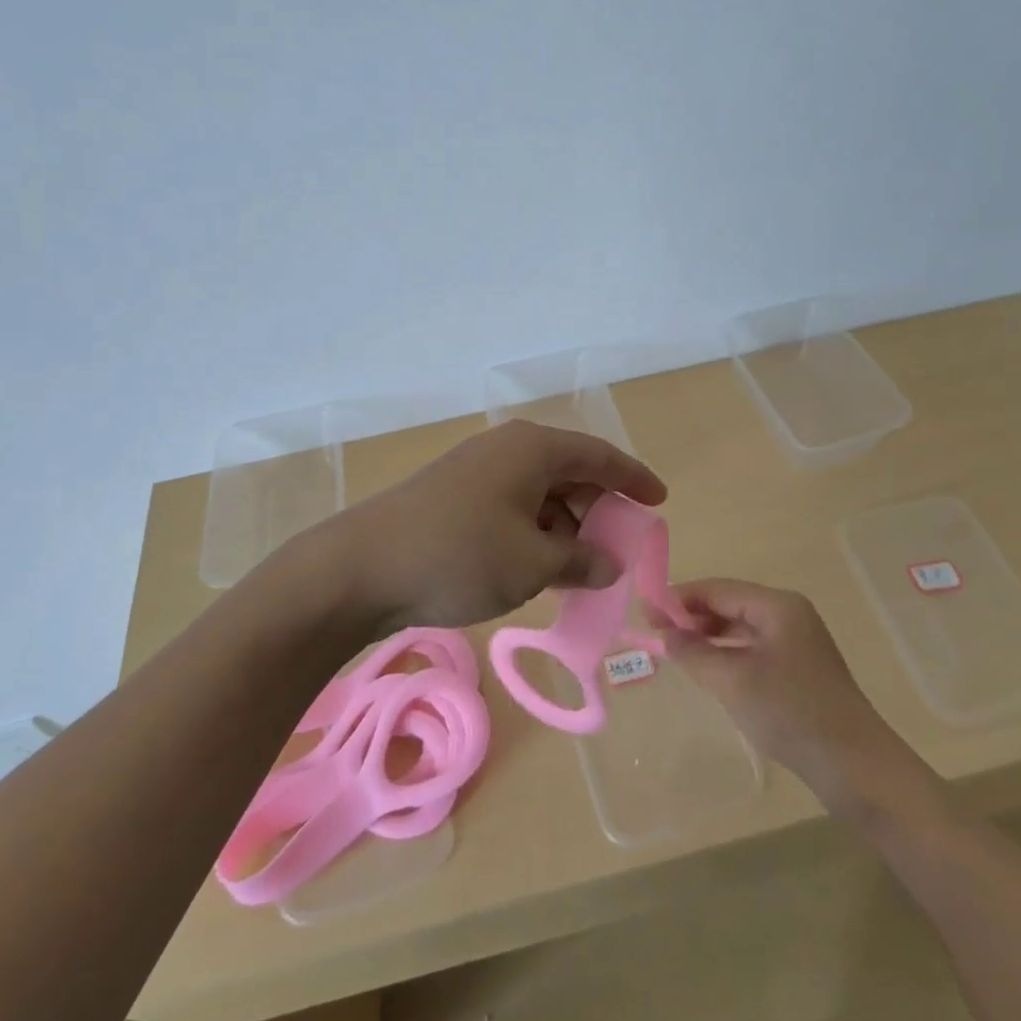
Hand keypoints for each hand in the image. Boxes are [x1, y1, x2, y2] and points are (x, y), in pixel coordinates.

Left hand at [314, 419, 667, 631]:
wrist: (361, 568)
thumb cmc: (460, 555)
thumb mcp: (532, 563)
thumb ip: (580, 561)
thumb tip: (608, 564)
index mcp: (533, 449)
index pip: (599, 456)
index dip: (633, 479)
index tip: (659, 501)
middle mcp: (507, 450)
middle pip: (569, 474)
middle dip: (597, 512)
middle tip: (618, 551)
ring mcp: (476, 472)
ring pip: (539, 495)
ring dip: (564, 530)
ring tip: (580, 571)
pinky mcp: (454, 498)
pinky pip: (512, 510)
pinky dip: (533, 536)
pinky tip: (539, 570)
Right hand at [657, 578, 944, 821]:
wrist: (858, 768)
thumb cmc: (791, 713)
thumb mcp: (733, 681)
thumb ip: (694, 653)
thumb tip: (666, 634)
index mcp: (777, 605)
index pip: (718, 589)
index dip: (679, 598)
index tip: (645, 610)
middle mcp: (788, 615)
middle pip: (729, 605)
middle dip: (691, 617)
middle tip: (654, 632)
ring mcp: (797, 644)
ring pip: (740, 629)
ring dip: (708, 637)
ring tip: (674, 651)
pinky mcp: (799, 671)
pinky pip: (753, 650)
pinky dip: (727, 655)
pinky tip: (708, 670)